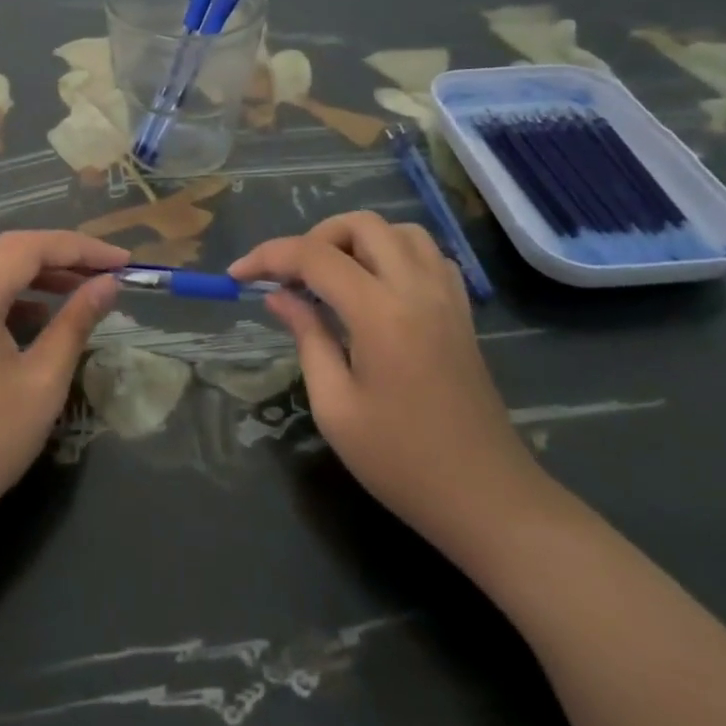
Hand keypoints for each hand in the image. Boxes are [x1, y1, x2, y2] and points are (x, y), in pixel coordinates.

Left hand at [0, 231, 126, 539]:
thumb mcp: (43, 380)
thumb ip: (76, 322)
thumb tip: (108, 285)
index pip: (30, 248)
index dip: (81, 248)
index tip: (123, 261)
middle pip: (8, 250)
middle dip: (60, 254)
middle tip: (105, 269)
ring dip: (36, 271)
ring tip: (80, 287)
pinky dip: (11, 293)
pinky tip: (40, 315)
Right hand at [230, 212, 547, 552]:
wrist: (488, 500)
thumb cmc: (402, 462)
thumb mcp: (335, 407)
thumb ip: (307, 337)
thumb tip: (278, 295)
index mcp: (380, 313)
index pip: (314, 256)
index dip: (268, 256)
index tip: (237, 274)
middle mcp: (416, 289)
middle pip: (360, 225)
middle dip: (315, 238)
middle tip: (292, 278)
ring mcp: (446, 296)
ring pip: (397, 230)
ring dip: (357, 240)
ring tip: (332, 278)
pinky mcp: (462, 311)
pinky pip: (426, 254)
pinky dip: (393, 253)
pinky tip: (376, 287)